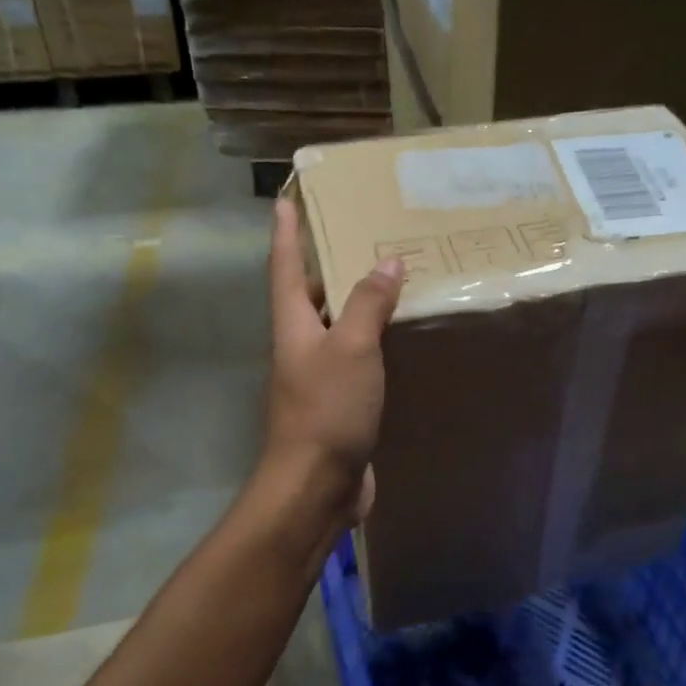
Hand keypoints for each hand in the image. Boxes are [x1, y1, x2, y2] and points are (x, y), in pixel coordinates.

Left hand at [262, 198, 403, 521]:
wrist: (316, 485)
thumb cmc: (327, 409)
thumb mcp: (351, 348)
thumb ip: (367, 303)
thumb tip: (386, 261)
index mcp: (294, 324)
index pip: (286, 266)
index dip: (287, 232)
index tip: (285, 199)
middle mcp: (301, 344)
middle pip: (310, 293)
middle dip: (328, 263)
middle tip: (361, 234)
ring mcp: (318, 376)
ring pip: (337, 326)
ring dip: (357, 302)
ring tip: (390, 278)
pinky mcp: (340, 402)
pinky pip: (358, 358)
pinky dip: (375, 340)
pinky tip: (400, 337)